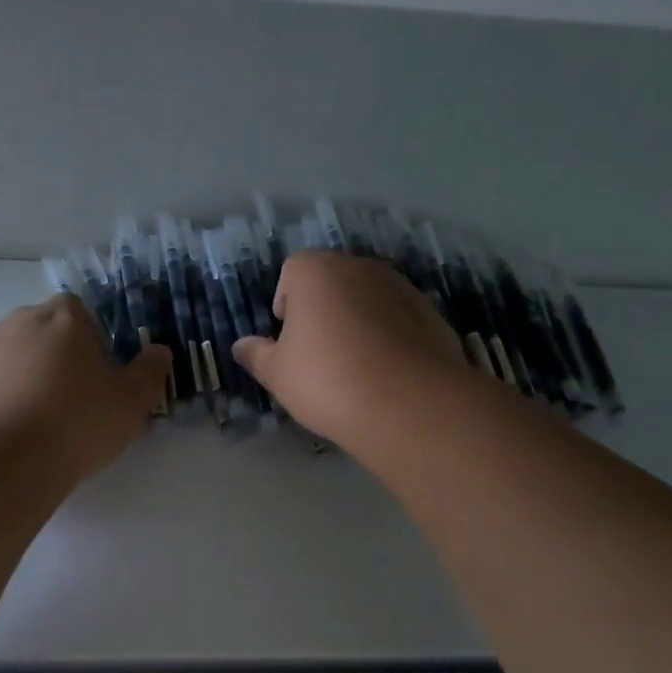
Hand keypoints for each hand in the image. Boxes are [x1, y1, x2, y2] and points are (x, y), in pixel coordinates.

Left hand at [0, 295, 170, 484]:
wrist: (3, 461)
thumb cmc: (77, 424)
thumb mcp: (132, 403)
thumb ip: (150, 372)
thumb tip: (159, 351)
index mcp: (64, 317)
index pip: (80, 312)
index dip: (90, 340)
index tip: (95, 376)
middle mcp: (19, 320)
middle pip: (42, 330)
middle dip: (54, 356)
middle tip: (67, 401)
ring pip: (9, 353)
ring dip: (21, 374)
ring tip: (32, 420)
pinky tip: (2, 429)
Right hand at [232, 251, 466, 450]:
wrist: (410, 405)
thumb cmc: (328, 380)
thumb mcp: (278, 374)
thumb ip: (256, 355)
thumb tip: (240, 346)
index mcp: (317, 271)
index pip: (293, 271)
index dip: (286, 303)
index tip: (289, 339)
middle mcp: (360, 267)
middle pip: (332, 280)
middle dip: (323, 309)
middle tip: (319, 353)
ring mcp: (401, 287)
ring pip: (368, 298)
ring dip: (358, 321)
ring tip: (356, 366)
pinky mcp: (431, 313)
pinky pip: (398, 319)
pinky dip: (390, 336)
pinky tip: (387, 373)